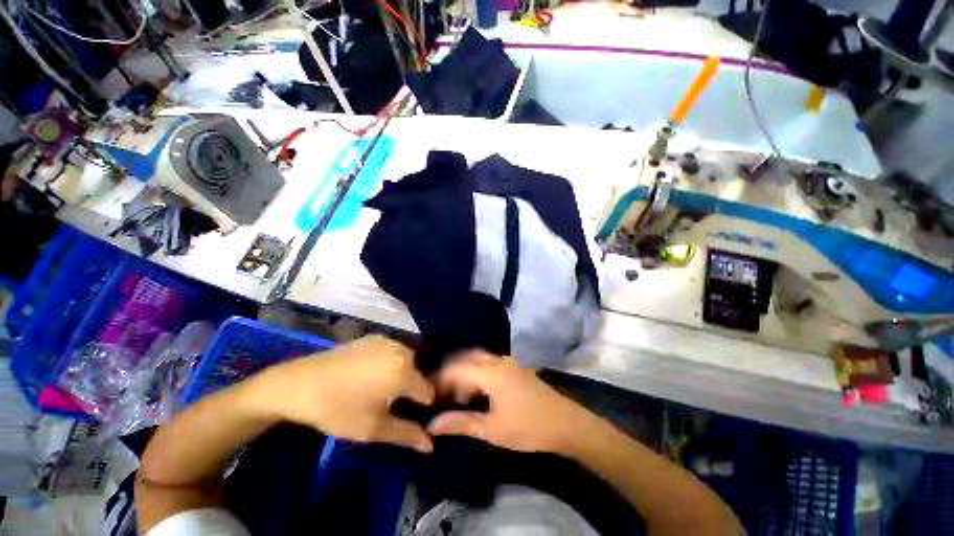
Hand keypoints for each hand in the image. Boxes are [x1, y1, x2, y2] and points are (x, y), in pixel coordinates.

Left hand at [251, 335, 435, 452]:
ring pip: (407, 361)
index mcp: (405, 370)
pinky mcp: (374, 337)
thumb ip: (407, 434)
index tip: (410, 416)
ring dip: (402, 375)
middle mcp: (402, 349)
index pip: (429, 390)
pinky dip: (390, 363)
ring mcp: (388, 340)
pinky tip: (370, 375)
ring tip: (381, 390)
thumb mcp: (374, 428)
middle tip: (393, 405)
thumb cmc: (338, 409)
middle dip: (411, 389)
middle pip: (419, 373)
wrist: (299, 384)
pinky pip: (392, 351)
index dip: (423, 407)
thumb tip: (431, 445)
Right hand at [428, 352, 592, 453]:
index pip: (456, 367)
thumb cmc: (528, 427)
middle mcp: (497, 359)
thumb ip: (460, 423)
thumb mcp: (492, 429)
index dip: (439, 379)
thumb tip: (431, 425)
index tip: (428, 395)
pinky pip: (488, 362)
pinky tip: (475, 391)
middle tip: (439, 394)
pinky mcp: (514, 367)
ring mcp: (508, 361)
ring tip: (455, 395)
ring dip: (464, 371)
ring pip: (477, 358)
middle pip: (466, 357)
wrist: (566, 423)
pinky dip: (476, 372)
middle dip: (450, 373)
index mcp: (491, 371)